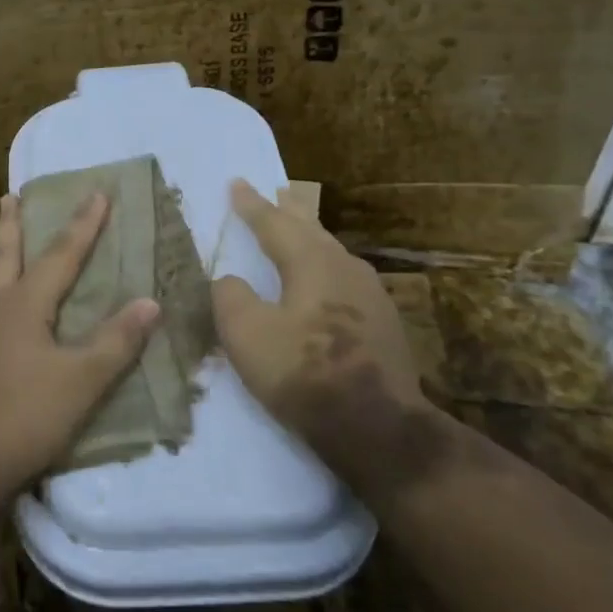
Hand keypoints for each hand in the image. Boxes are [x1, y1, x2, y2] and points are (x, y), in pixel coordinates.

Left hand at [0, 191, 160, 508]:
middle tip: (10, 196)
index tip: (97, 192)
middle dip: (14, 225)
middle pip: (6, 255)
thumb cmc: (23, 417)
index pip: (61, 255)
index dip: (83, 224)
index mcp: (24, 305)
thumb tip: (150, 301)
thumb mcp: (81, 382)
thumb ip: (115, 341)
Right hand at [211, 179, 431, 490]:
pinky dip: (323, 265)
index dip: (251, 205)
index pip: (274, 224)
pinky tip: (324, 280)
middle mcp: (345, 268)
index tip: (237, 183)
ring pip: (331, 252)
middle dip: (289, 211)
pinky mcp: (383, 324)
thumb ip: (230, 297)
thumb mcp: (246, 334)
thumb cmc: (304, 372)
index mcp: (312, 262)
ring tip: (299, 228)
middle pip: (311, 230)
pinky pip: (343, 277)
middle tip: (277, 191)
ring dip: (310, 236)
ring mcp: (371, 295)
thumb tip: (230, 280)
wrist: (377, 427)